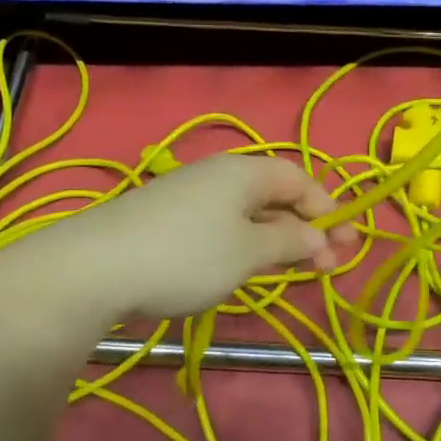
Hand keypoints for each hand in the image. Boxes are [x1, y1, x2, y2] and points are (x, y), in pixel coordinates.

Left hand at [55, 154, 354, 322]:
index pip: (300, 180)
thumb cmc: (187, 255)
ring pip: (246, 213)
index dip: (328, 210)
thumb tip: (318, 236)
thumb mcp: (248, 251)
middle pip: (275, 195)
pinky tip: (240, 267)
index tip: (346, 246)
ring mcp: (188, 196)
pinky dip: (243, 244)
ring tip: (290, 269)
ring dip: (275, 238)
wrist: (93, 268)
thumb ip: (289, 240)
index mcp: (244, 172)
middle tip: (326, 266)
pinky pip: (220, 226)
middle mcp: (218, 175)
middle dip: (305, 228)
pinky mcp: (164, 220)